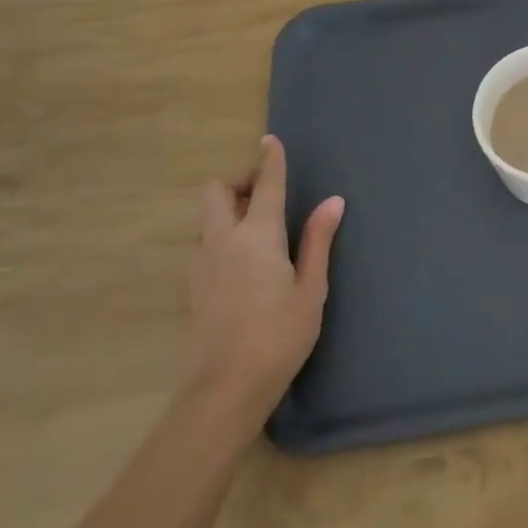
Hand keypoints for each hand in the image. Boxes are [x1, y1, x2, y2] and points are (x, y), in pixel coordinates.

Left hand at [188, 136, 343, 409]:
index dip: (270, 160)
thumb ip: (318, 240)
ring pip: (206, 217)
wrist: (227, 387)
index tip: (270, 140)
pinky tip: (242, 261)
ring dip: (227, 210)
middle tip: (265, 196)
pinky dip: (220, 235)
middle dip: (238, 184)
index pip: (265, 185)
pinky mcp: (193, 285)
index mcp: (257, 235)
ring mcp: (202, 262)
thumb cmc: (280, 335)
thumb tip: (333, 201)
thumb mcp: (311, 288)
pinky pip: (204, 242)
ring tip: (256, 229)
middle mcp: (223, 240)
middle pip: (217, 192)